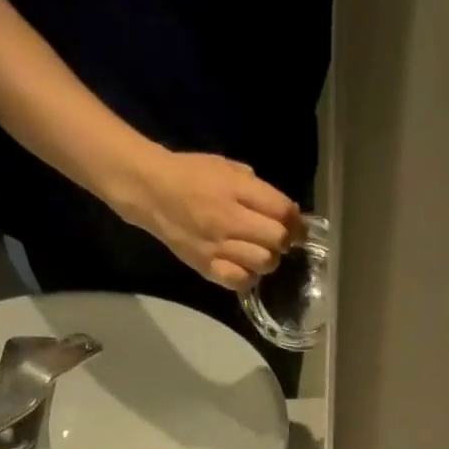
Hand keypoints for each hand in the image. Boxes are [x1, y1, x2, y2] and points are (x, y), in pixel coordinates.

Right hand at [118, 147, 301, 289]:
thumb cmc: (191, 175)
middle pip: (277, 239)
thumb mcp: (227, 168)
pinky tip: (243, 266)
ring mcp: (219, 246)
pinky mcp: (208, 267)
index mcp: (236, 189)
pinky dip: (248, 276)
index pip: (282, 210)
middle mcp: (230, 219)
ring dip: (268, 259)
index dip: (296, 221)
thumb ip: (257, 189)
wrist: (151, 191)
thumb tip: (287, 212)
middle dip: (283, 240)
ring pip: (264, 263)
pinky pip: (241, 280)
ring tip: (258, 251)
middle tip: (277, 239)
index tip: (297, 226)